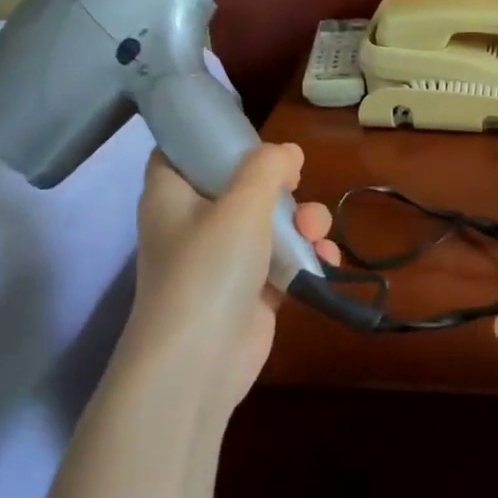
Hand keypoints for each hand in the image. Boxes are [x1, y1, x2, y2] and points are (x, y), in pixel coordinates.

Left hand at [119, 144, 339, 410]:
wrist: (200, 361)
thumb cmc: (209, 269)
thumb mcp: (240, 206)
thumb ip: (266, 170)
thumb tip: (288, 151)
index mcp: (172, 196)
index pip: (181, 153)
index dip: (213, 139)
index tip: (252, 136)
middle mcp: (193, 225)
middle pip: (237, 187)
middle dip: (277, 185)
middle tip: (297, 183)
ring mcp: (222, 260)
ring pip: (266, 225)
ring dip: (300, 222)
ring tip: (317, 231)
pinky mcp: (249, 291)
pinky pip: (281, 261)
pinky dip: (304, 257)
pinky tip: (325, 258)